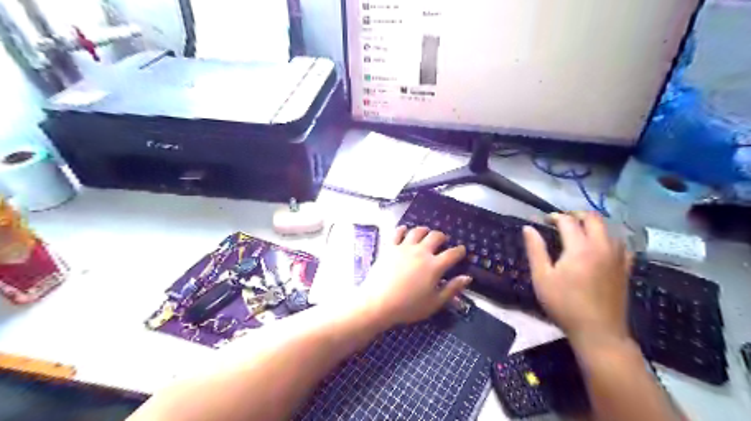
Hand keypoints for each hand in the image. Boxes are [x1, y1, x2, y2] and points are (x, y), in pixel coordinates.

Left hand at [357, 226, 467, 326]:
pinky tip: (404, 230)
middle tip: (442, 241)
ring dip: (424, 231)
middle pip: (435, 236)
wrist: (379, 302)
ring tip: (426, 234)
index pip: (452, 253)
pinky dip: (403, 229)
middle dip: (442, 237)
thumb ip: (452, 289)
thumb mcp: (434, 303)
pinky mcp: (390, 247)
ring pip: (417, 231)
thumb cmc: (408, 306)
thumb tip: (467, 277)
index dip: (460, 251)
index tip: (462, 250)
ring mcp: (404, 247)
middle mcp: (421, 252)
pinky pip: (397, 232)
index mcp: (434, 266)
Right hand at [524, 212, 632, 346]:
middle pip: (593, 219)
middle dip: (576, 215)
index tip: (544, 220)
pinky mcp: (625, 268)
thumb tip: (528, 227)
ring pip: (609, 229)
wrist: (598, 331)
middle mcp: (602, 246)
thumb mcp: (542, 277)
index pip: (568, 221)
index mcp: (580, 247)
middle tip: (562, 220)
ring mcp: (617, 257)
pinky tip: (601, 246)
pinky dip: (608, 238)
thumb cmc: (564, 303)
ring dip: (593, 224)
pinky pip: (620, 244)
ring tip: (579, 230)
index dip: (555, 217)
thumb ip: (535, 249)